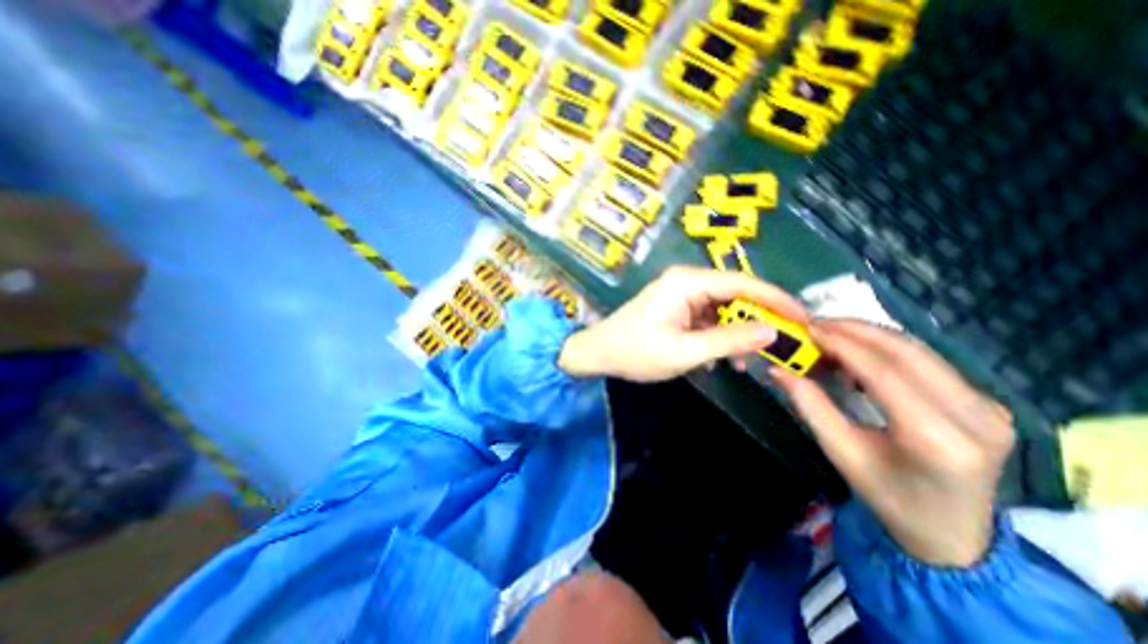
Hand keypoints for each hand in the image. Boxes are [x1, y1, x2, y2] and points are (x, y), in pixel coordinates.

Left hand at [558, 264, 805, 380]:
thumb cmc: (636, 352)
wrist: (598, 353)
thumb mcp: (684, 352)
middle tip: (779, 346)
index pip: (743, 284)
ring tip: (744, 361)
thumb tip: (771, 331)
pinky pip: (707, 318)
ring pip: (722, 309)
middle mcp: (686, 281)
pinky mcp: (676, 307)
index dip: (776, 300)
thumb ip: (728, 340)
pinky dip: (717, 336)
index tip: (804, 319)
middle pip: (735, 295)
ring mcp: (681, 294)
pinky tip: (719, 359)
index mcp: (687, 282)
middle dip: (757, 320)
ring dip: (735, 333)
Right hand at [771, 321, 1011, 568]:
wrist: (954, 534)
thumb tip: (778, 370)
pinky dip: (886, 349)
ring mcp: (989, 407)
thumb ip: (810, 406)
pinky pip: (927, 361)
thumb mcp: (841, 453)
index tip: (808, 328)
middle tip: (815, 324)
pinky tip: (859, 354)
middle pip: (907, 352)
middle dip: (855, 330)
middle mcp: (976, 417)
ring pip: (919, 351)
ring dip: (869, 336)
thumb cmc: (890, 497)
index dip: (843, 344)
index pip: (884, 373)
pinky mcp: (986, 401)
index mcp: (938, 439)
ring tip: (831, 336)